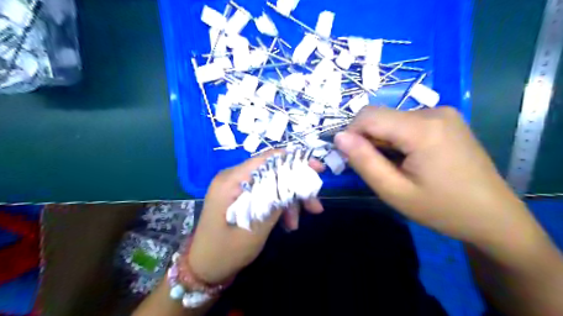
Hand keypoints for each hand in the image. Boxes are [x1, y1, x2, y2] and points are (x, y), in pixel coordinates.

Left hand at [186, 150, 323, 283]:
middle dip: (296, 187)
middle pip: (273, 172)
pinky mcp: (241, 197)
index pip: (268, 159)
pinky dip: (278, 207)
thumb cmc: (225, 252)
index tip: (318, 170)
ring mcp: (237, 188)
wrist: (204, 269)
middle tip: (315, 206)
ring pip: (272, 184)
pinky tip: (287, 224)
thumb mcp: (254, 229)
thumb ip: (274, 203)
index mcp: (231, 180)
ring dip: (289, 201)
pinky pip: (265, 195)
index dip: (295, 160)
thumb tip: (296, 183)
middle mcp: (234, 178)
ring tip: (296, 223)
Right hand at [333, 108, 534, 245]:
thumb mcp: (394, 191)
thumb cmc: (442, 209)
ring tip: (395, 167)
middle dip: (368, 139)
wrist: (493, 216)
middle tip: (375, 168)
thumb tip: (339, 137)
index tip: (352, 158)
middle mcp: (434, 111)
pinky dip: (397, 138)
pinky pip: (407, 122)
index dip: (351, 133)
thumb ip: (364, 161)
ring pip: (392, 119)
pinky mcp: (447, 120)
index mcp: (422, 128)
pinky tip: (409, 159)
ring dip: (383, 141)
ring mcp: (443, 113)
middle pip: (381, 116)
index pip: (368, 115)